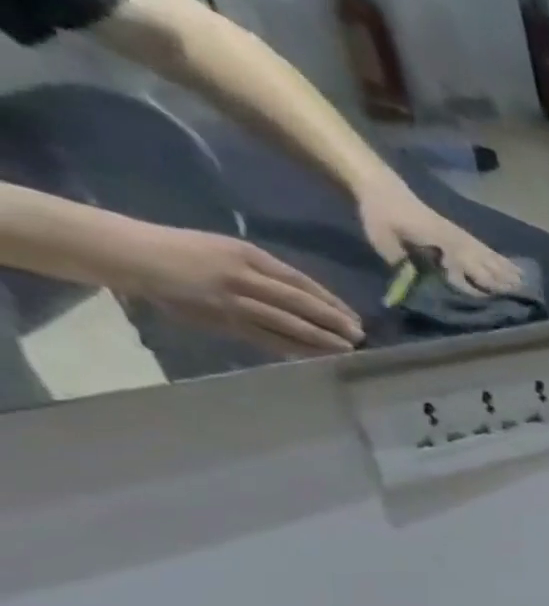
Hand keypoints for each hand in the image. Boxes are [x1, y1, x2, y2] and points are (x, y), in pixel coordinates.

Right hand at [117, 226, 361, 356]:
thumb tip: (309, 298)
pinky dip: (294, 347)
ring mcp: (233, 301)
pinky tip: (314, 355)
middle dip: (334, 322)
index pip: (301, 283)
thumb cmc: (184, 250)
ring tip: (346, 349)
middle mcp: (244, 277)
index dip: (331, 302)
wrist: (133, 255)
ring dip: (320, 339)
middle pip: (300, 304)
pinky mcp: (223, 321)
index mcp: (247, 255)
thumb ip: (265, 271)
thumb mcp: (228, 250)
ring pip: (287, 324)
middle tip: (360, 336)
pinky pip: (267, 337)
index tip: (354, 317)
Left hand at [356, 182, 521, 294]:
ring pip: (491, 260)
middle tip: (522, 301)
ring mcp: (462, 238)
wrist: (382, 188)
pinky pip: (489, 251)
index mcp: (440, 246)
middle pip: (485, 268)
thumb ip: (402, 263)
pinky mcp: (462, 235)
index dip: (477, 292)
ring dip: (509, 275)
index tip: (494, 306)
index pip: (464, 274)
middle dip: (502, 285)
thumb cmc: (381, 216)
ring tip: (527, 288)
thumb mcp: (382, 239)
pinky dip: (505, 262)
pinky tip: (516, 269)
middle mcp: (456, 244)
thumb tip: (417, 285)